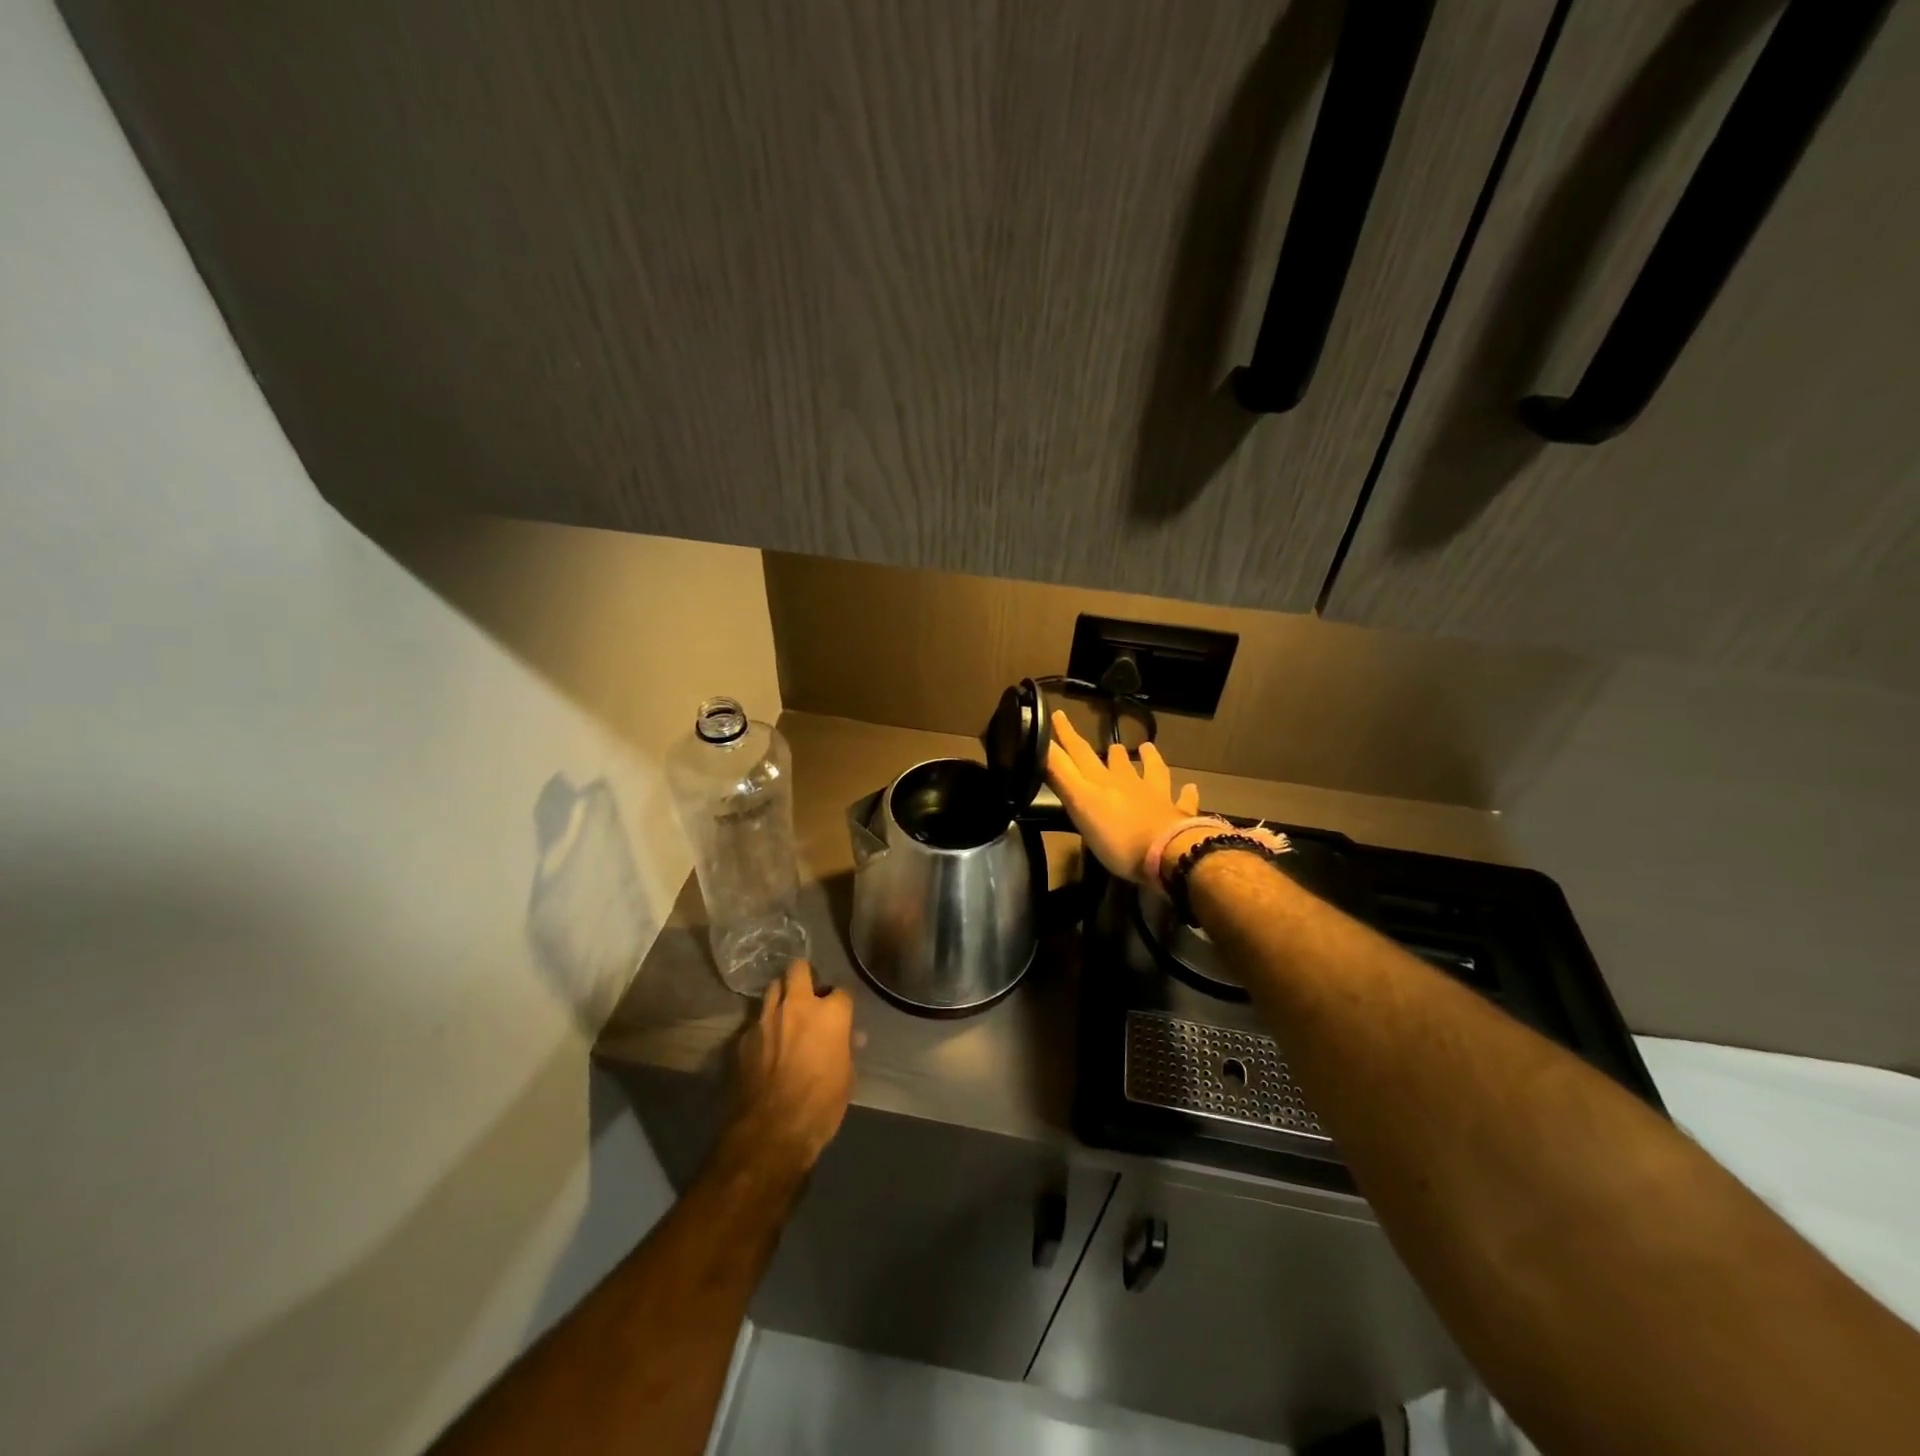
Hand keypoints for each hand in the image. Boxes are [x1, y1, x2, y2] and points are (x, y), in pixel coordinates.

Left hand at [725, 961, 854, 1175]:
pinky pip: (757, 1021)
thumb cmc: (822, 1103)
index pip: (842, 990)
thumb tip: (852, 1038)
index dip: (841, 1002)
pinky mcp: (744, 1037)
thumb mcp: (847, 1077)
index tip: (841, 1013)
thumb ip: (847, 1049)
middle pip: (799, 969)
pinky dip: (764, 1026)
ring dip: (781, 996)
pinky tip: (767, 1044)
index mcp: (830, 1013)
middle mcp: (798, 1005)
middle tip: (809, 993)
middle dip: (805, 975)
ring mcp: (767, 1018)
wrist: (773, 1129)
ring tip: (786, 1013)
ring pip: (773, 988)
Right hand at [1045, 711, 1202, 883]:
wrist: (1168, 854)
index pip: (1079, 753)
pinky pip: (1183, 801)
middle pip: (1116, 762)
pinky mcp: (1178, 816)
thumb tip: (1040, 743)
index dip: (1066, 735)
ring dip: (1148, 760)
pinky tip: (1191, 788)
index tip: (1058, 714)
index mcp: (1101, 782)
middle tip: (1107, 742)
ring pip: (1151, 772)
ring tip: (1147, 748)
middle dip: (1106, 751)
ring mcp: (1156, 798)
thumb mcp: (1080, 804)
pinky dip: (1186, 793)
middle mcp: (1129, 784)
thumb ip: (1061, 774)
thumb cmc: (1117, 835)